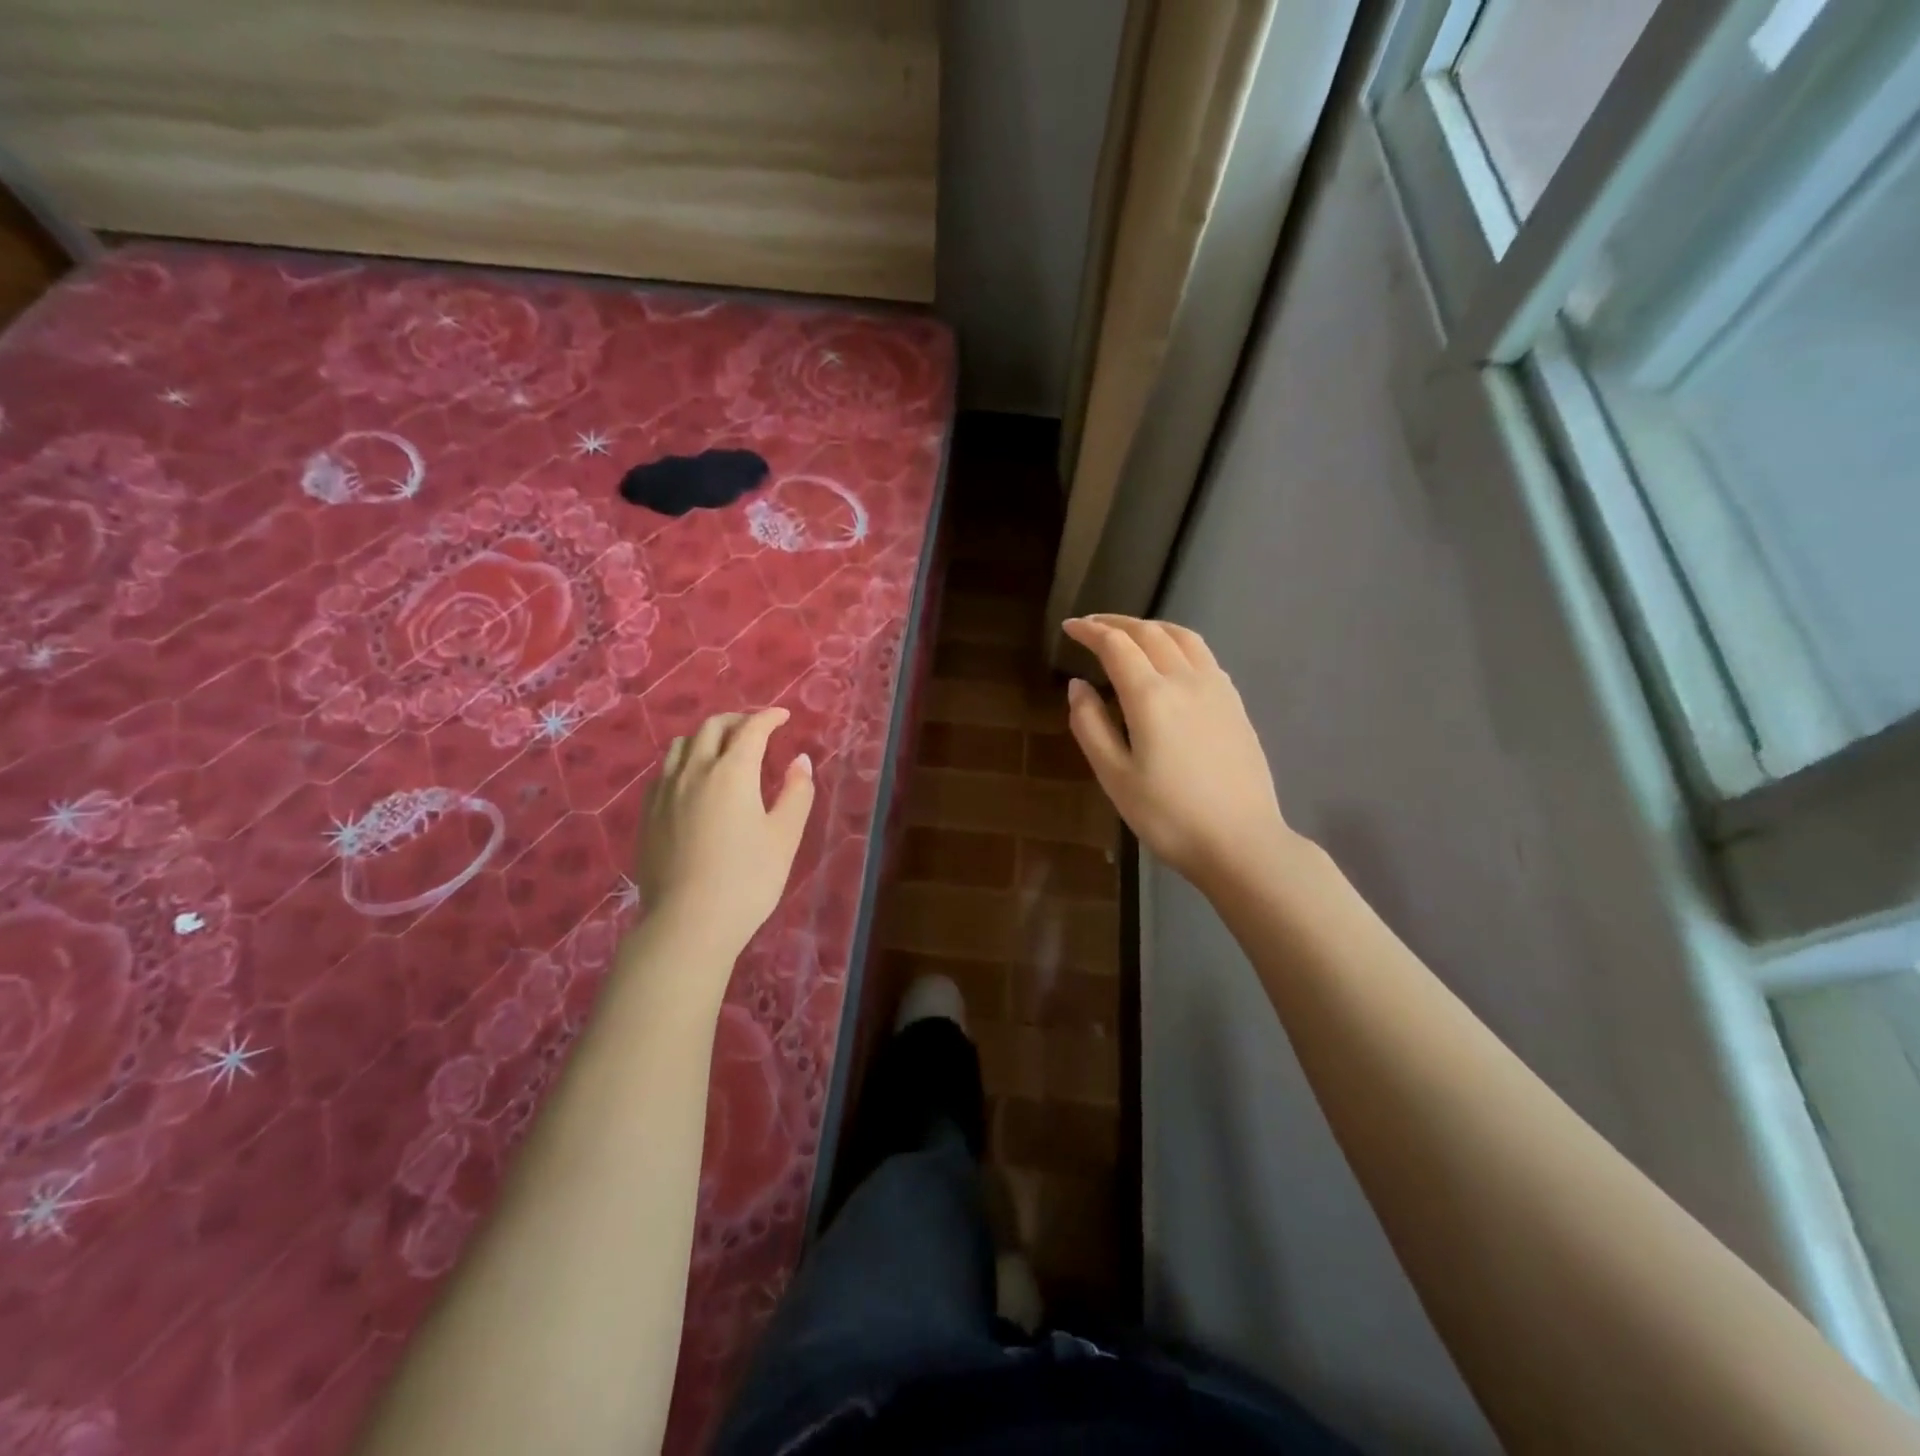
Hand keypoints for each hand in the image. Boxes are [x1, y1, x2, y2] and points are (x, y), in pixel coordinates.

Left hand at [637, 708, 814, 959]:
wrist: (688, 923)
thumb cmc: (747, 879)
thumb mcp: (785, 836)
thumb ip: (796, 793)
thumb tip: (799, 761)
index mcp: (732, 772)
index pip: (751, 729)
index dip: (769, 718)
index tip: (782, 717)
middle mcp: (694, 771)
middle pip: (711, 728)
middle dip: (736, 721)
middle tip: (755, 730)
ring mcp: (664, 792)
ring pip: (682, 745)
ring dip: (705, 737)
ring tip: (721, 750)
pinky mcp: (647, 814)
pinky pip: (664, 771)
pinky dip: (684, 762)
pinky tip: (692, 781)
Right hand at [1063, 615, 1294, 890]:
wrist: (1241, 842)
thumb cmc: (1168, 816)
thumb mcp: (1115, 777)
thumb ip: (1091, 726)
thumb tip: (1078, 685)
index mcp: (1151, 696)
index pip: (1116, 645)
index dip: (1090, 631)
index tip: (1069, 626)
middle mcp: (1186, 680)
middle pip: (1149, 632)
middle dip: (1117, 623)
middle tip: (1092, 626)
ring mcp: (1217, 689)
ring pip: (1182, 637)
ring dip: (1151, 627)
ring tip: (1130, 633)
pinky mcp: (1235, 704)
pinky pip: (1204, 655)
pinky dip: (1178, 643)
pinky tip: (1172, 660)